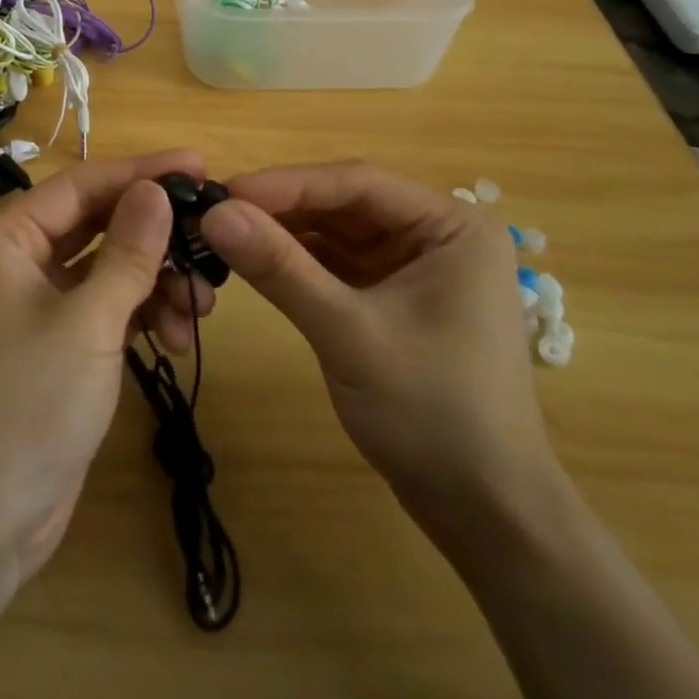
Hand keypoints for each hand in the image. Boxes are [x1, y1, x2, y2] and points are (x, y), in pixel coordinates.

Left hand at [0, 150, 209, 584]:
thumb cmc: (24, 407)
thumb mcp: (88, 323)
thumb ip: (128, 252)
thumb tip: (157, 189)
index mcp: (2, 240)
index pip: (81, 185)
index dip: (141, 172)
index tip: (197, 164)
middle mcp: (12, 264)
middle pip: (95, 226)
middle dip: (154, 236)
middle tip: (210, 234)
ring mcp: (30, 309)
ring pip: (103, 271)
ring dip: (153, 282)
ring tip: (201, 306)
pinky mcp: (49, 349)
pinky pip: (99, 310)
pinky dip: (137, 315)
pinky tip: (176, 336)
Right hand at [201, 162, 552, 517]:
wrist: (484, 515)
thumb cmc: (433, 415)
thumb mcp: (350, 334)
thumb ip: (281, 269)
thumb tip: (214, 214)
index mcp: (451, 226)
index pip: (358, 183)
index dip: (287, 183)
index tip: (224, 191)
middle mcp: (436, 233)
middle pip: (346, 203)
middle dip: (282, 208)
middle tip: (215, 212)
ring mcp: (416, 266)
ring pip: (338, 232)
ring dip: (285, 233)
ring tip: (225, 233)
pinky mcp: (395, 296)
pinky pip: (339, 263)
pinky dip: (298, 262)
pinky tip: (256, 260)